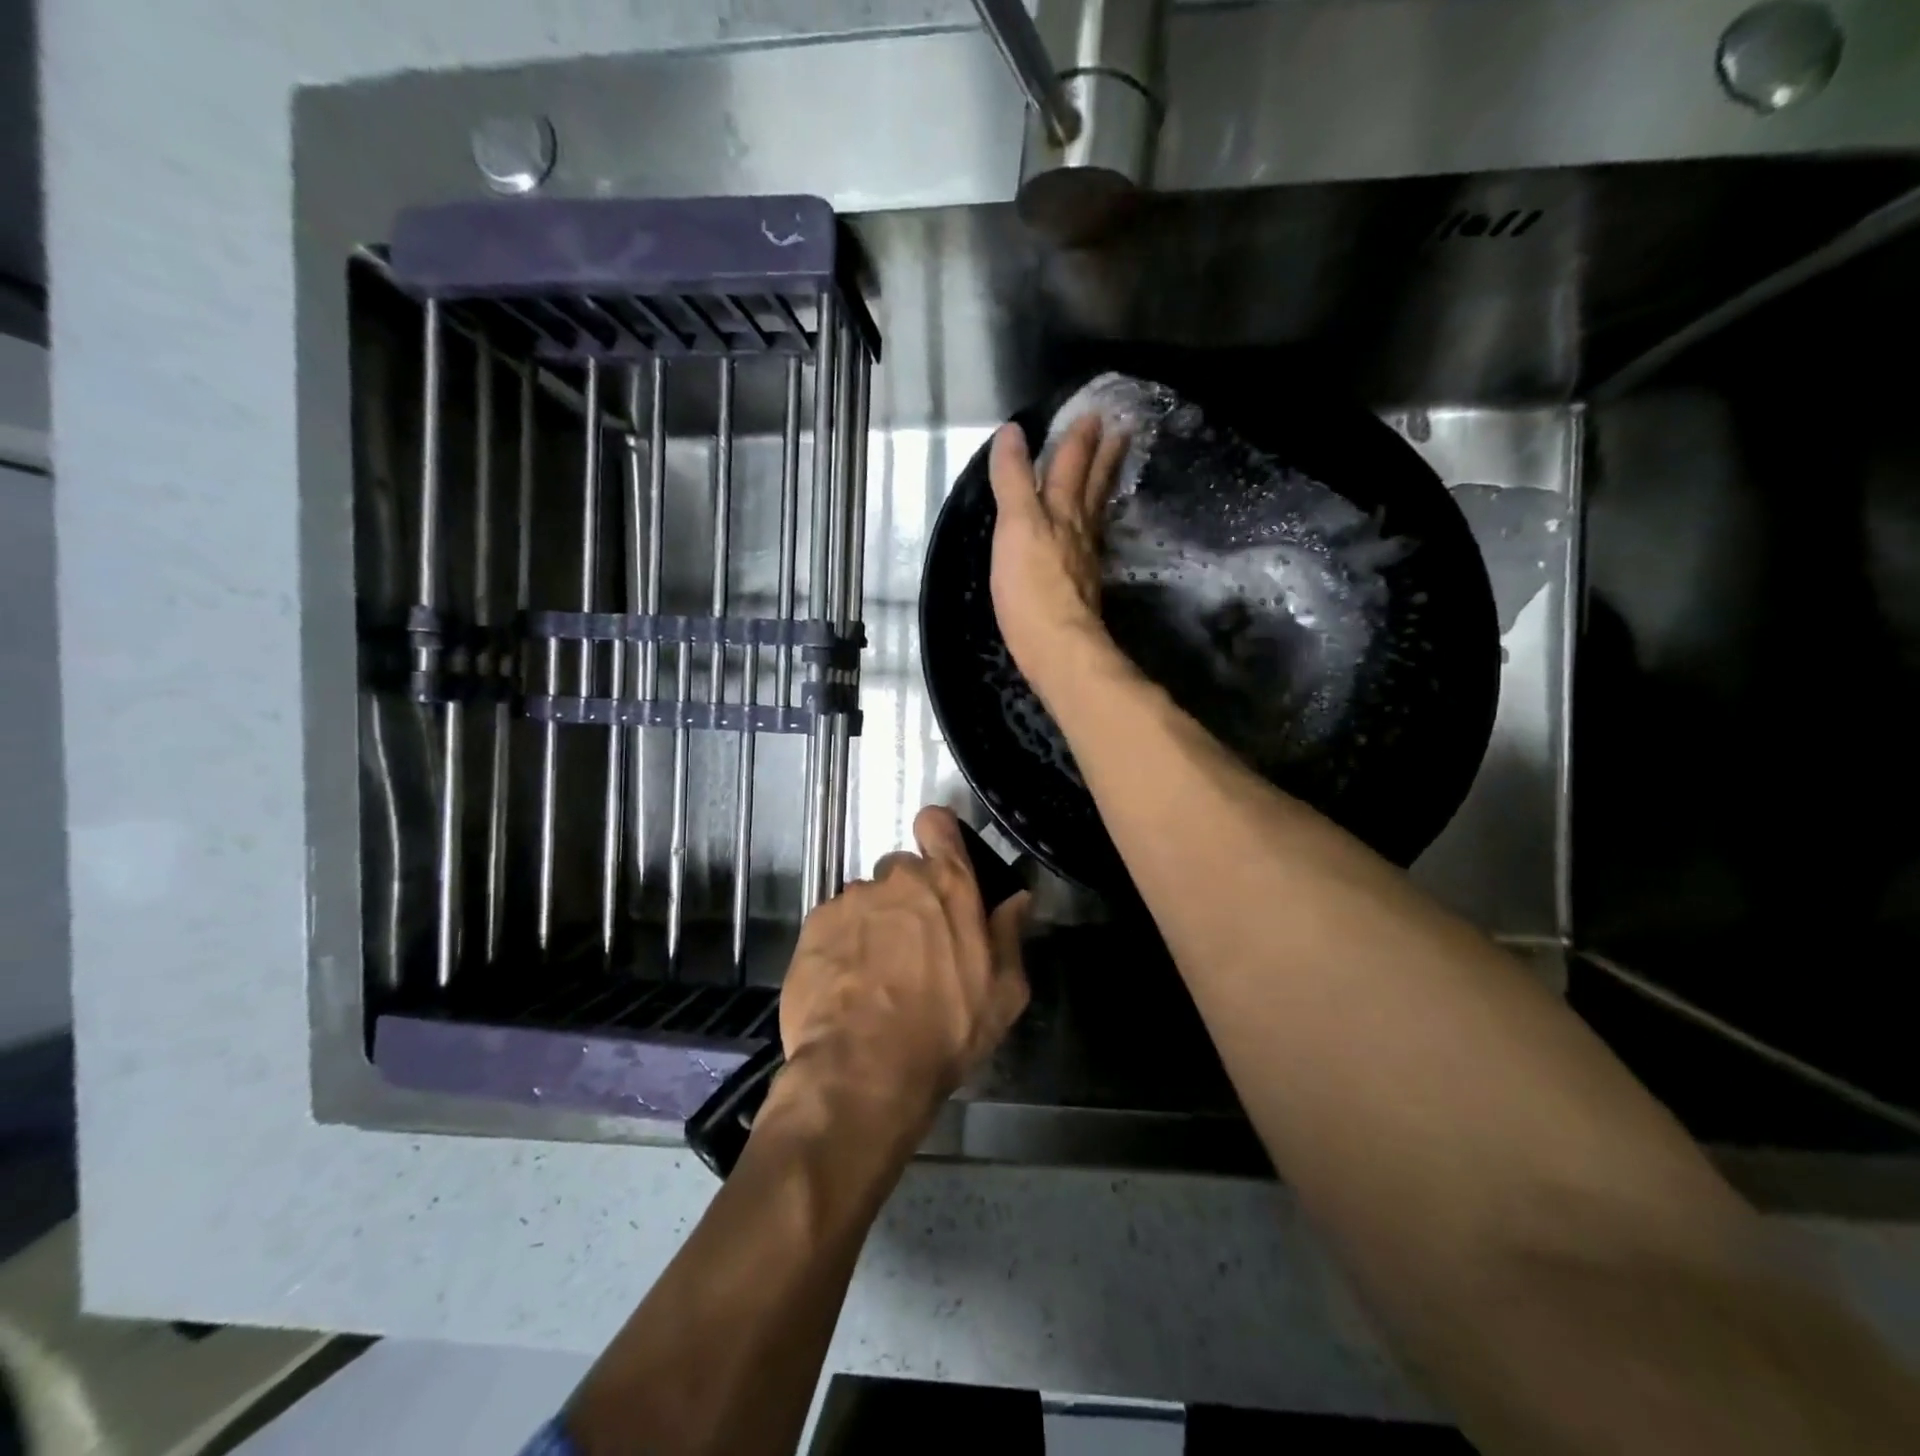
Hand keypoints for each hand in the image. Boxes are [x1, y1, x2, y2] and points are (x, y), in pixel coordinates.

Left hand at [774, 806, 1031, 1137]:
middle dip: (908, 898)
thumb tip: (1018, 899)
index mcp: (948, 884)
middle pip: (902, 871)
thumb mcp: (1002, 993)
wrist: (862, 1071)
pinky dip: (841, 945)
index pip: (937, 824)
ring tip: (874, 975)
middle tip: (913, 946)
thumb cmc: (945, 1031)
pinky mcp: (814, 926)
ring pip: (866, 900)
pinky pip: (833, 924)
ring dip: (873, 924)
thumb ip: (1009, 935)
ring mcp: (850, 900)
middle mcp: (896, 880)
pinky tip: (845, 985)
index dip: (937, 835)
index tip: (939, 858)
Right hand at [988, 415, 1130, 692]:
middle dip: (1102, 457)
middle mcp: (1078, 530)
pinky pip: (1091, 541)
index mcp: (1059, 511)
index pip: (1067, 467)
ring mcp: (1084, 559)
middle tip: (1121, 429)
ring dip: (1104, 486)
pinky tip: (1093, 530)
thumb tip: (1013, 432)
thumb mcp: (1014, 526)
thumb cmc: (1031, 587)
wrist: (1057, 645)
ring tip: (1115, 465)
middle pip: (1091, 486)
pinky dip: (1094, 525)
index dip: (1076, 441)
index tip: (1093, 413)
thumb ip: (1013, 480)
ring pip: (1095, 512)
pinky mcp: (1082, 586)